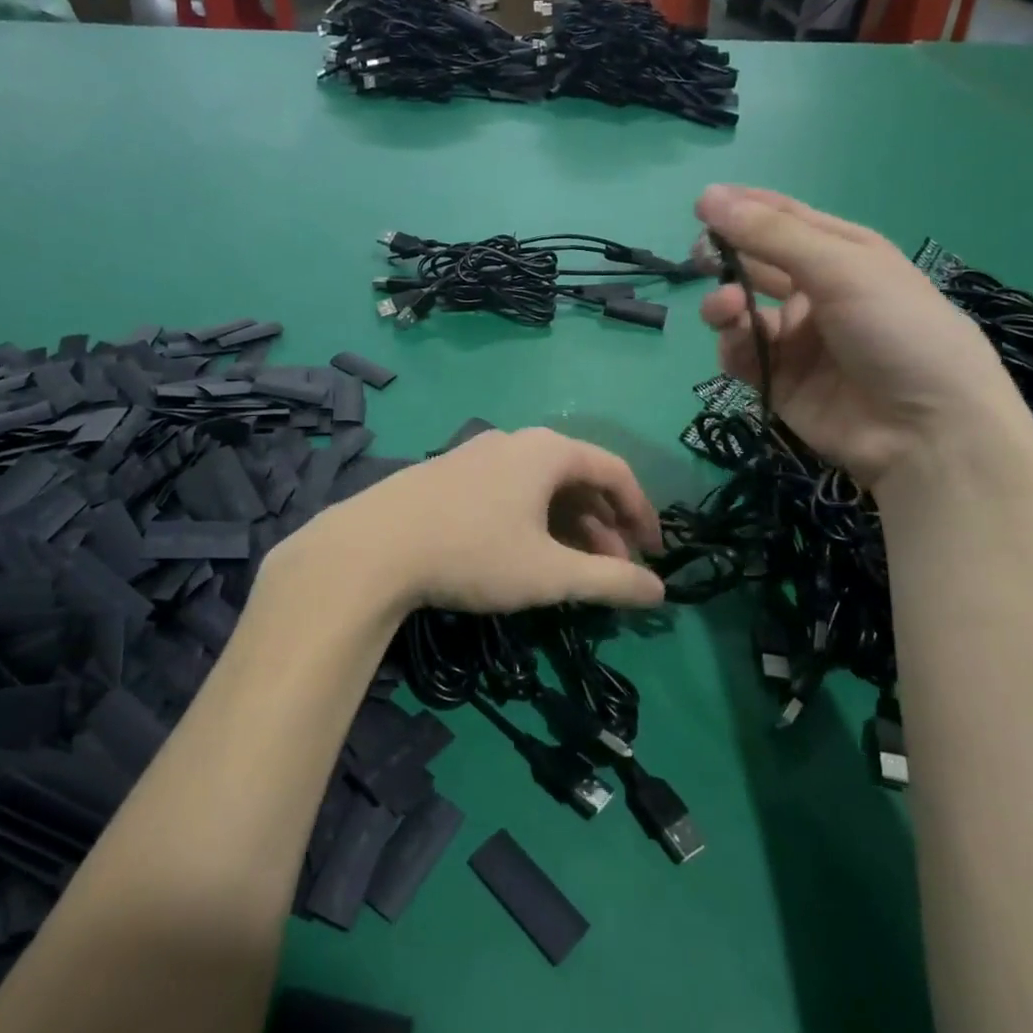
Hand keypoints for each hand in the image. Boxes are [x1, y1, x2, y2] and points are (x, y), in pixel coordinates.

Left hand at [296, 428, 664, 612]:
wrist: (372, 548)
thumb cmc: (473, 552)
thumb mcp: (550, 573)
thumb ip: (610, 581)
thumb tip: (659, 591)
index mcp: (548, 451)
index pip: (615, 471)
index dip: (642, 513)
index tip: (654, 553)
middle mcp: (515, 441)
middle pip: (578, 478)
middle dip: (604, 527)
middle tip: (613, 572)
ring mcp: (477, 454)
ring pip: (541, 487)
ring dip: (568, 526)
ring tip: (572, 570)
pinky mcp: (449, 473)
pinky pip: (509, 490)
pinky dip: (532, 520)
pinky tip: (522, 554)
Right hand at [696, 184, 1032, 489]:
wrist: (927, 431)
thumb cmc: (898, 330)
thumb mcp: (841, 269)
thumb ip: (772, 236)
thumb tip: (709, 196)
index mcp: (844, 255)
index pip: (786, 220)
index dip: (745, 208)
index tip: (701, 204)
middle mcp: (817, 293)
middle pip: (758, 265)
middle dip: (727, 258)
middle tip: (699, 256)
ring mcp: (797, 340)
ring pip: (743, 312)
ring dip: (726, 305)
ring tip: (725, 310)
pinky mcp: (779, 381)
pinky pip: (742, 355)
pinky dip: (734, 345)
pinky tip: (738, 343)